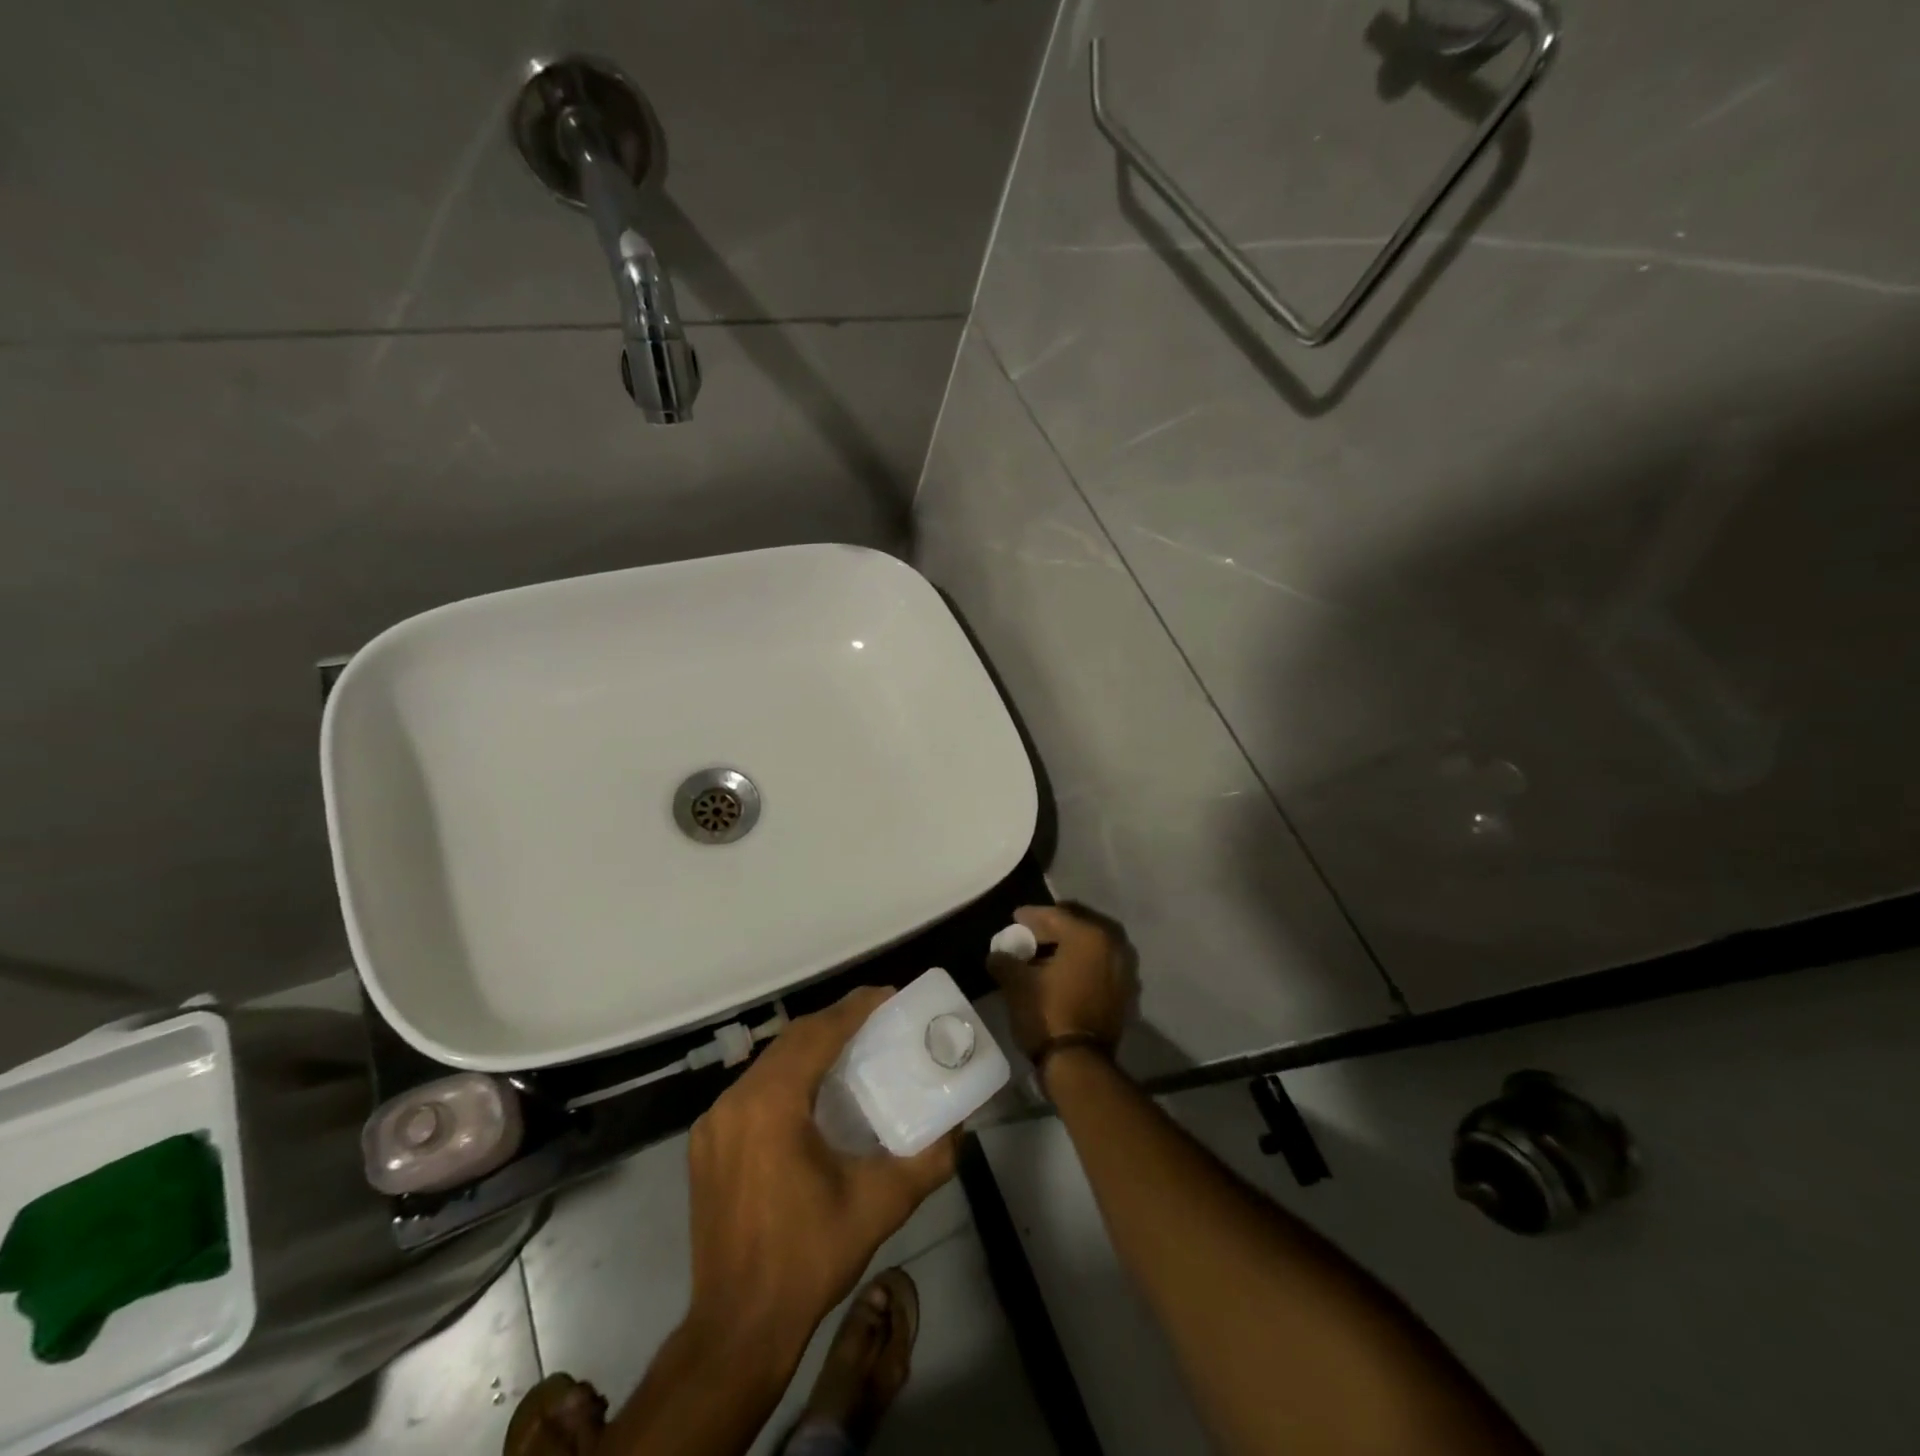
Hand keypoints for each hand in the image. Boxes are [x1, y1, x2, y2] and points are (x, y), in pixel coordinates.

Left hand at [681, 987, 957, 1373]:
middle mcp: (734, 1102)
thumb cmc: (809, 1258)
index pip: (817, 1034)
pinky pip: (751, 1090)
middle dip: (835, 1021)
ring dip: (809, 1047)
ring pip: (768, 1063)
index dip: (854, 1008)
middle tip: (877, 1017)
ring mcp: (713, 1123)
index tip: (888, 995)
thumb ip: (928, 1159)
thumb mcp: (880, 1205)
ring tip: (851, 1046)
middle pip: (791, 1041)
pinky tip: (811, 1090)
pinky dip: (785, 1075)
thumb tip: (960, 1124)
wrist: (737, 1329)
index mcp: (771, 1105)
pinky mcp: (706, 1145)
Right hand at [989, 902, 1136, 1060]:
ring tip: (1043, 955)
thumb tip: (997, 954)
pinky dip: (1080, 966)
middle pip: (1076, 928)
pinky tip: (1061, 974)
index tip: (1015, 917)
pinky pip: (1098, 967)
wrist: (1079, 1064)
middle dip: (1051, 929)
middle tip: (1028, 934)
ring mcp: (1123, 971)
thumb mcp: (1017, 984)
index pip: (1055, 916)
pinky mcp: (1124, 993)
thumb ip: (1004, 961)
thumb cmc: (1048, 1014)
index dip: (1032, 916)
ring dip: (1067, 948)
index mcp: (1088, 936)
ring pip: (1090, 949)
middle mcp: (1112, 946)